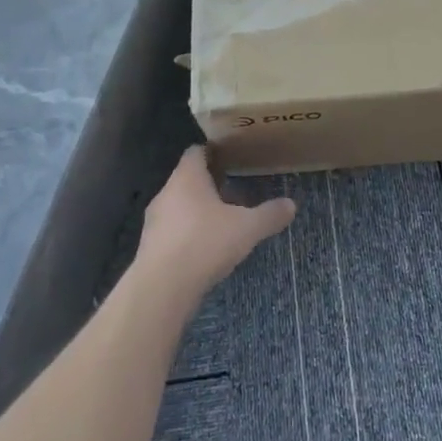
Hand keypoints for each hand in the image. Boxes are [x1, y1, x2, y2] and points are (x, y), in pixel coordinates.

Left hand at [136, 147, 295, 303]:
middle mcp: (166, 193)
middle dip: (209, 185)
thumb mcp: (247, 228)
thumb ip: (269, 215)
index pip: (196, 152)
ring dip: (197, 211)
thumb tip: (291, 205)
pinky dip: (188, 234)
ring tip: (222, 222)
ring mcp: (154, 221)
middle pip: (187, 179)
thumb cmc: (205, 243)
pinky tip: (205, 249)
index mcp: (187, 178)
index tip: (232, 158)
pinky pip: (172, 231)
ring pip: (179, 206)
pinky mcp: (150, 247)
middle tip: (234, 191)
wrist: (162, 288)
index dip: (213, 152)